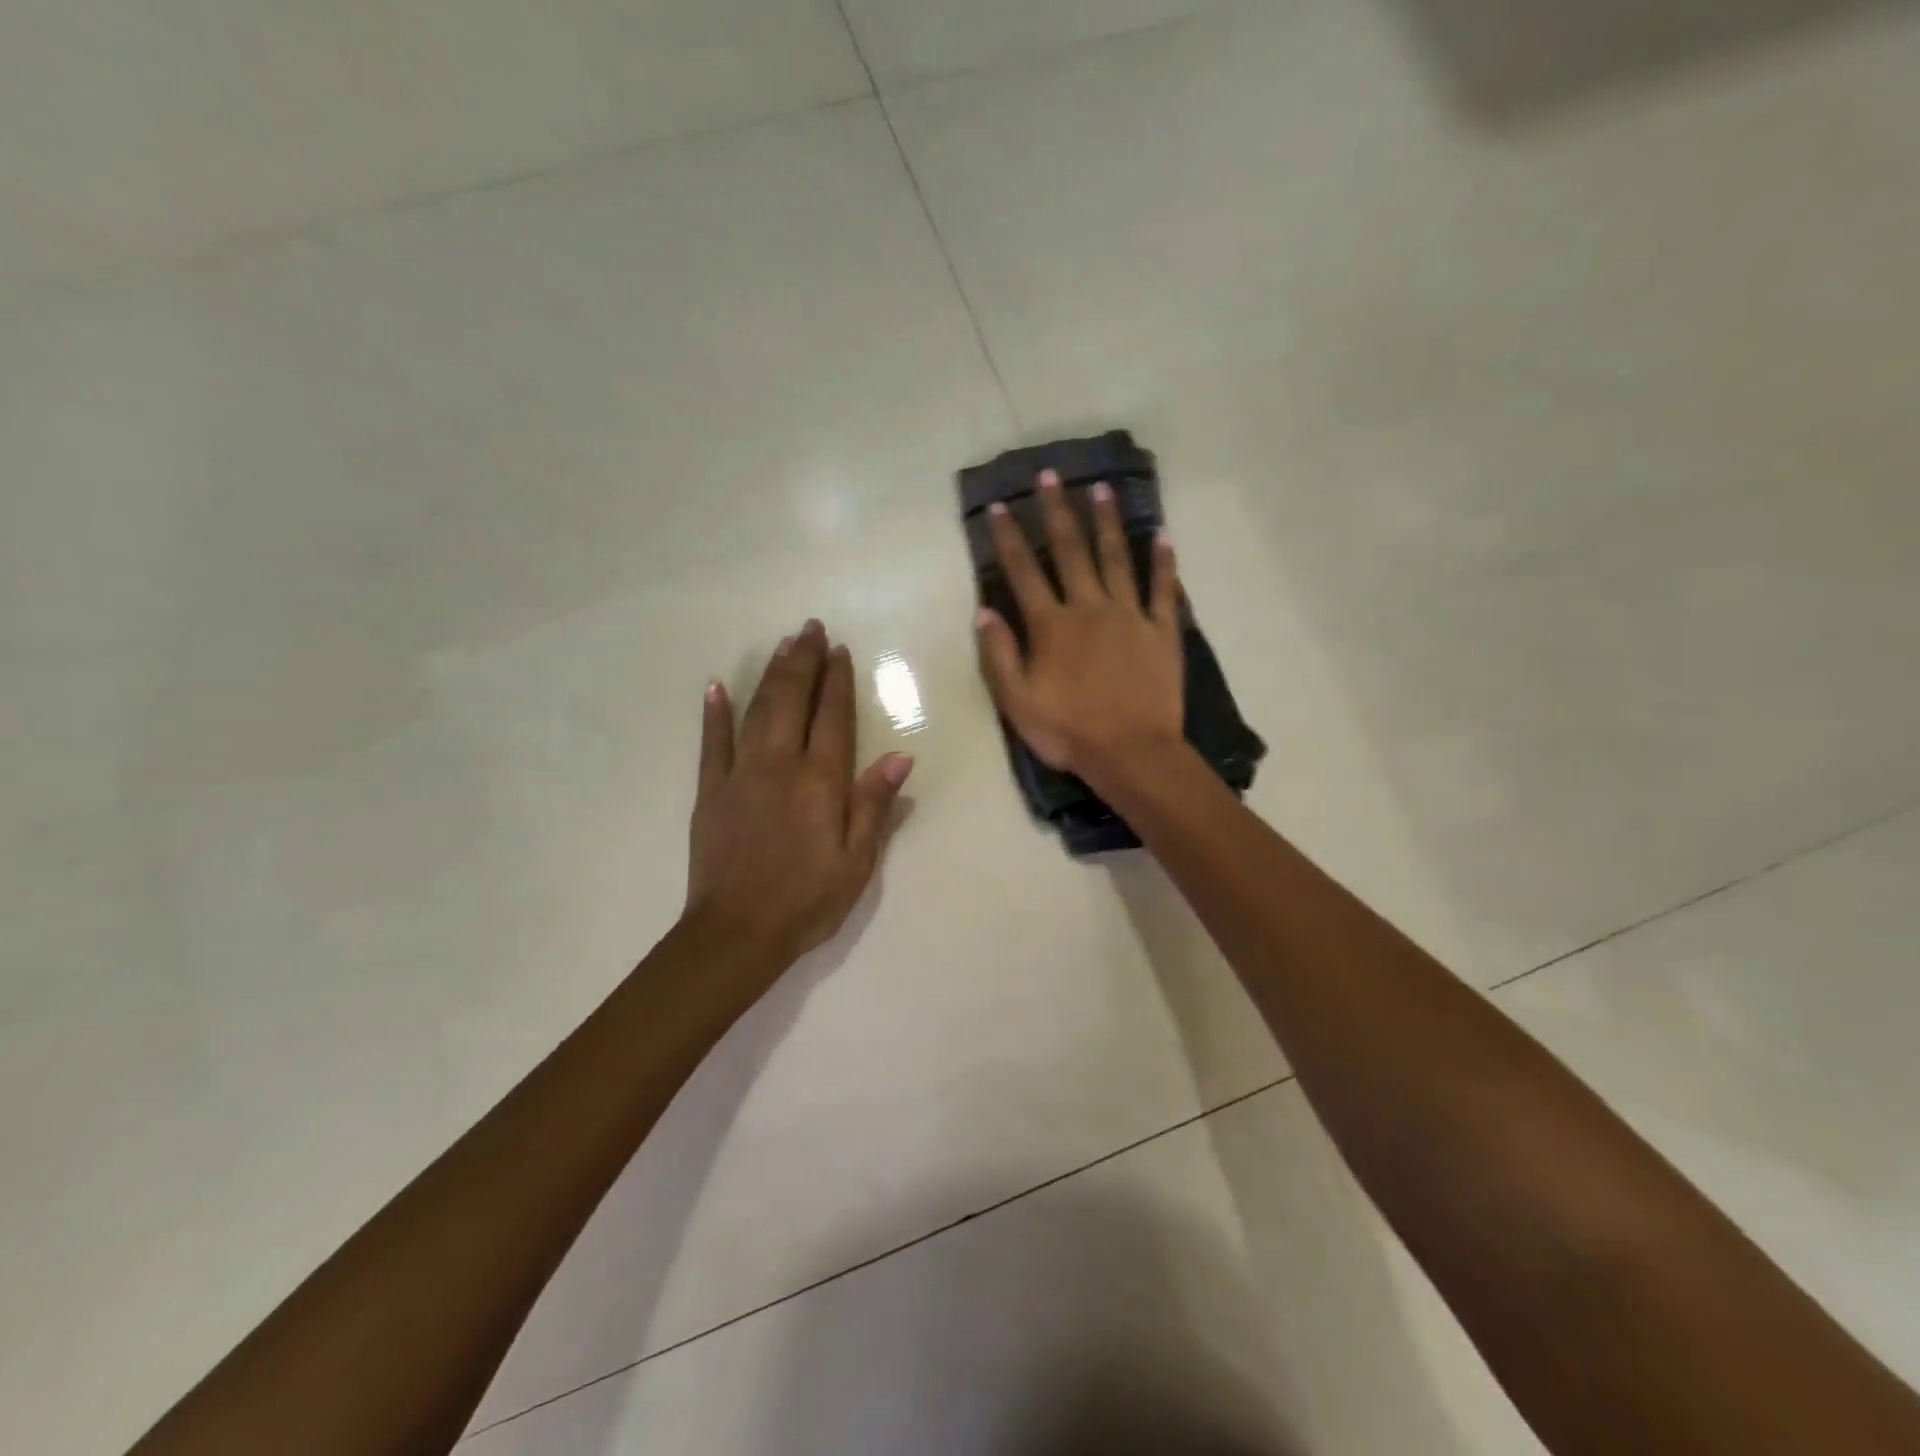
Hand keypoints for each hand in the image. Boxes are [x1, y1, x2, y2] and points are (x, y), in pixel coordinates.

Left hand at [685, 619, 913, 972]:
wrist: (737, 934)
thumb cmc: (808, 901)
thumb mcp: (857, 862)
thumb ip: (874, 805)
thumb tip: (900, 756)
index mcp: (821, 782)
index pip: (833, 718)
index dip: (838, 681)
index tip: (839, 651)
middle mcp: (780, 766)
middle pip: (793, 700)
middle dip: (803, 662)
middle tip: (810, 629)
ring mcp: (740, 775)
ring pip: (757, 711)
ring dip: (771, 675)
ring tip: (782, 645)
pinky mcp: (711, 791)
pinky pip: (712, 743)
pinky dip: (714, 713)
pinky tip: (715, 687)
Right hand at [975, 470, 1184, 779]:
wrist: (1132, 754)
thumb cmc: (1068, 732)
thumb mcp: (1017, 702)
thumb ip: (999, 655)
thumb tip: (984, 611)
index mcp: (1052, 626)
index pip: (1023, 572)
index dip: (1009, 539)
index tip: (1001, 506)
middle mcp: (1089, 608)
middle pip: (1071, 551)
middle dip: (1057, 512)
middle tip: (1051, 476)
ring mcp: (1130, 616)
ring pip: (1116, 559)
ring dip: (1106, 523)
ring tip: (1101, 489)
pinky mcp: (1162, 631)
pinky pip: (1163, 590)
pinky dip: (1163, 562)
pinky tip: (1162, 535)